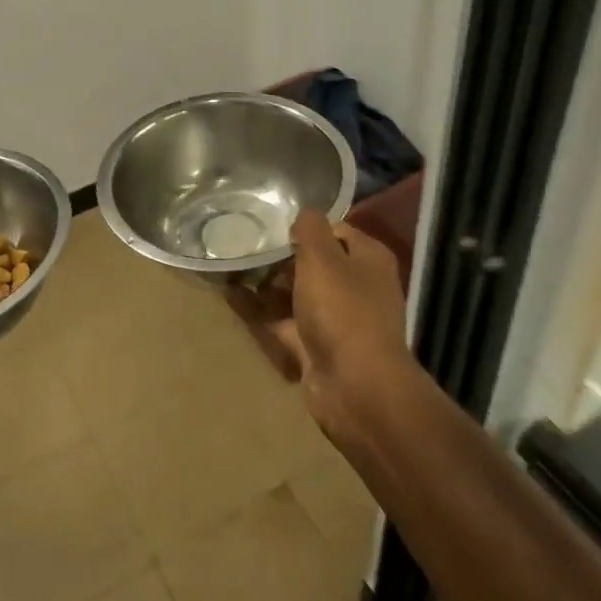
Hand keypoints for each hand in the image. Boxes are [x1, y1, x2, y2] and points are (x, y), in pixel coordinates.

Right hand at [227, 211, 411, 432]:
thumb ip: (310, 229)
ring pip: (297, 294)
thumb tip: (303, 214)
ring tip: (232, 266)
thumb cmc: (342, 310)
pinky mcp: (317, 347)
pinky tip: (232, 297)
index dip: (305, 227)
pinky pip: (284, 322)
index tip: (272, 223)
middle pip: (315, 263)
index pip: (337, 231)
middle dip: (281, 256)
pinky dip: (262, 312)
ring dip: (268, 284)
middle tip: (245, 244)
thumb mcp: (323, 257)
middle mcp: (357, 287)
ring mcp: (337, 320)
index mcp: (369, 259)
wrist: (355, 386)